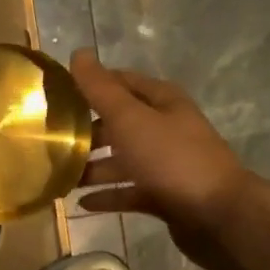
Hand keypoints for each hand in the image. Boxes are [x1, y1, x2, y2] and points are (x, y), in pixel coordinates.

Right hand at [70, 49, 259, 269]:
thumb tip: (78, 53)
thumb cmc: (172, 159)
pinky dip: (108, 195)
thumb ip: (101, 90)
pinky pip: (129, 191)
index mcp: (162, 102)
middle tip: (51, 141)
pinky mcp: (164, 195)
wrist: (219, 215)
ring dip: (93, 167)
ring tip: (59, 176)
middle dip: (87, 131)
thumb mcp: (131, 119)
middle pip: (119, 124)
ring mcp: (166, 164)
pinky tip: (81, 203)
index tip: (56, 95)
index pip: (121, 82)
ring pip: (122, 160)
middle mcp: (165, 128)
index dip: (91, 85)